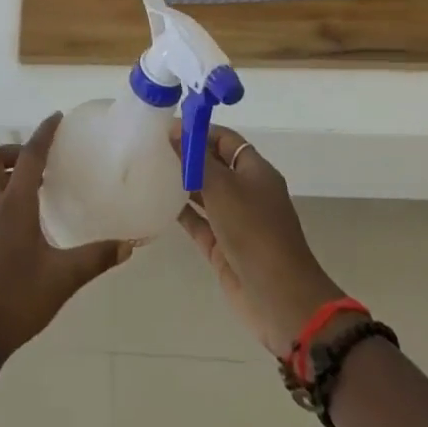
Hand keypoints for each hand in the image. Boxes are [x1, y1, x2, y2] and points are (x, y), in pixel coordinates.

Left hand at [0, 112, 131, 360]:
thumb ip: (95, 258)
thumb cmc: (16, 301)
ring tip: (30, 187)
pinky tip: (17, 220)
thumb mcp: (62, 280)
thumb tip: (129, 244)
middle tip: (39, 163)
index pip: (29, 156)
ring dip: (3, 171)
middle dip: (14, 151)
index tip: (56, 118)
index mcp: (12, 206)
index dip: (43, 134)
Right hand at [173, 123, 343, 356]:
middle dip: (187, 155)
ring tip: (148, 169)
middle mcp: (246, 192)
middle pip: (214, 165)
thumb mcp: (223, 187)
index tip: (166, 128)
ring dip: (181, 183)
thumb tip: (175, 129)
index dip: (198, 131)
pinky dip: (180, 212)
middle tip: (151, 147)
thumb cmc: (253, 230)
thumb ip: (196, 158)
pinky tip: (155, 202)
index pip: (225, 140)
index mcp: (255, 171)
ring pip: (204, 194)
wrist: (279, 298)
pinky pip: (198, 222)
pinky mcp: (222, 247)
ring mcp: (234, 221)